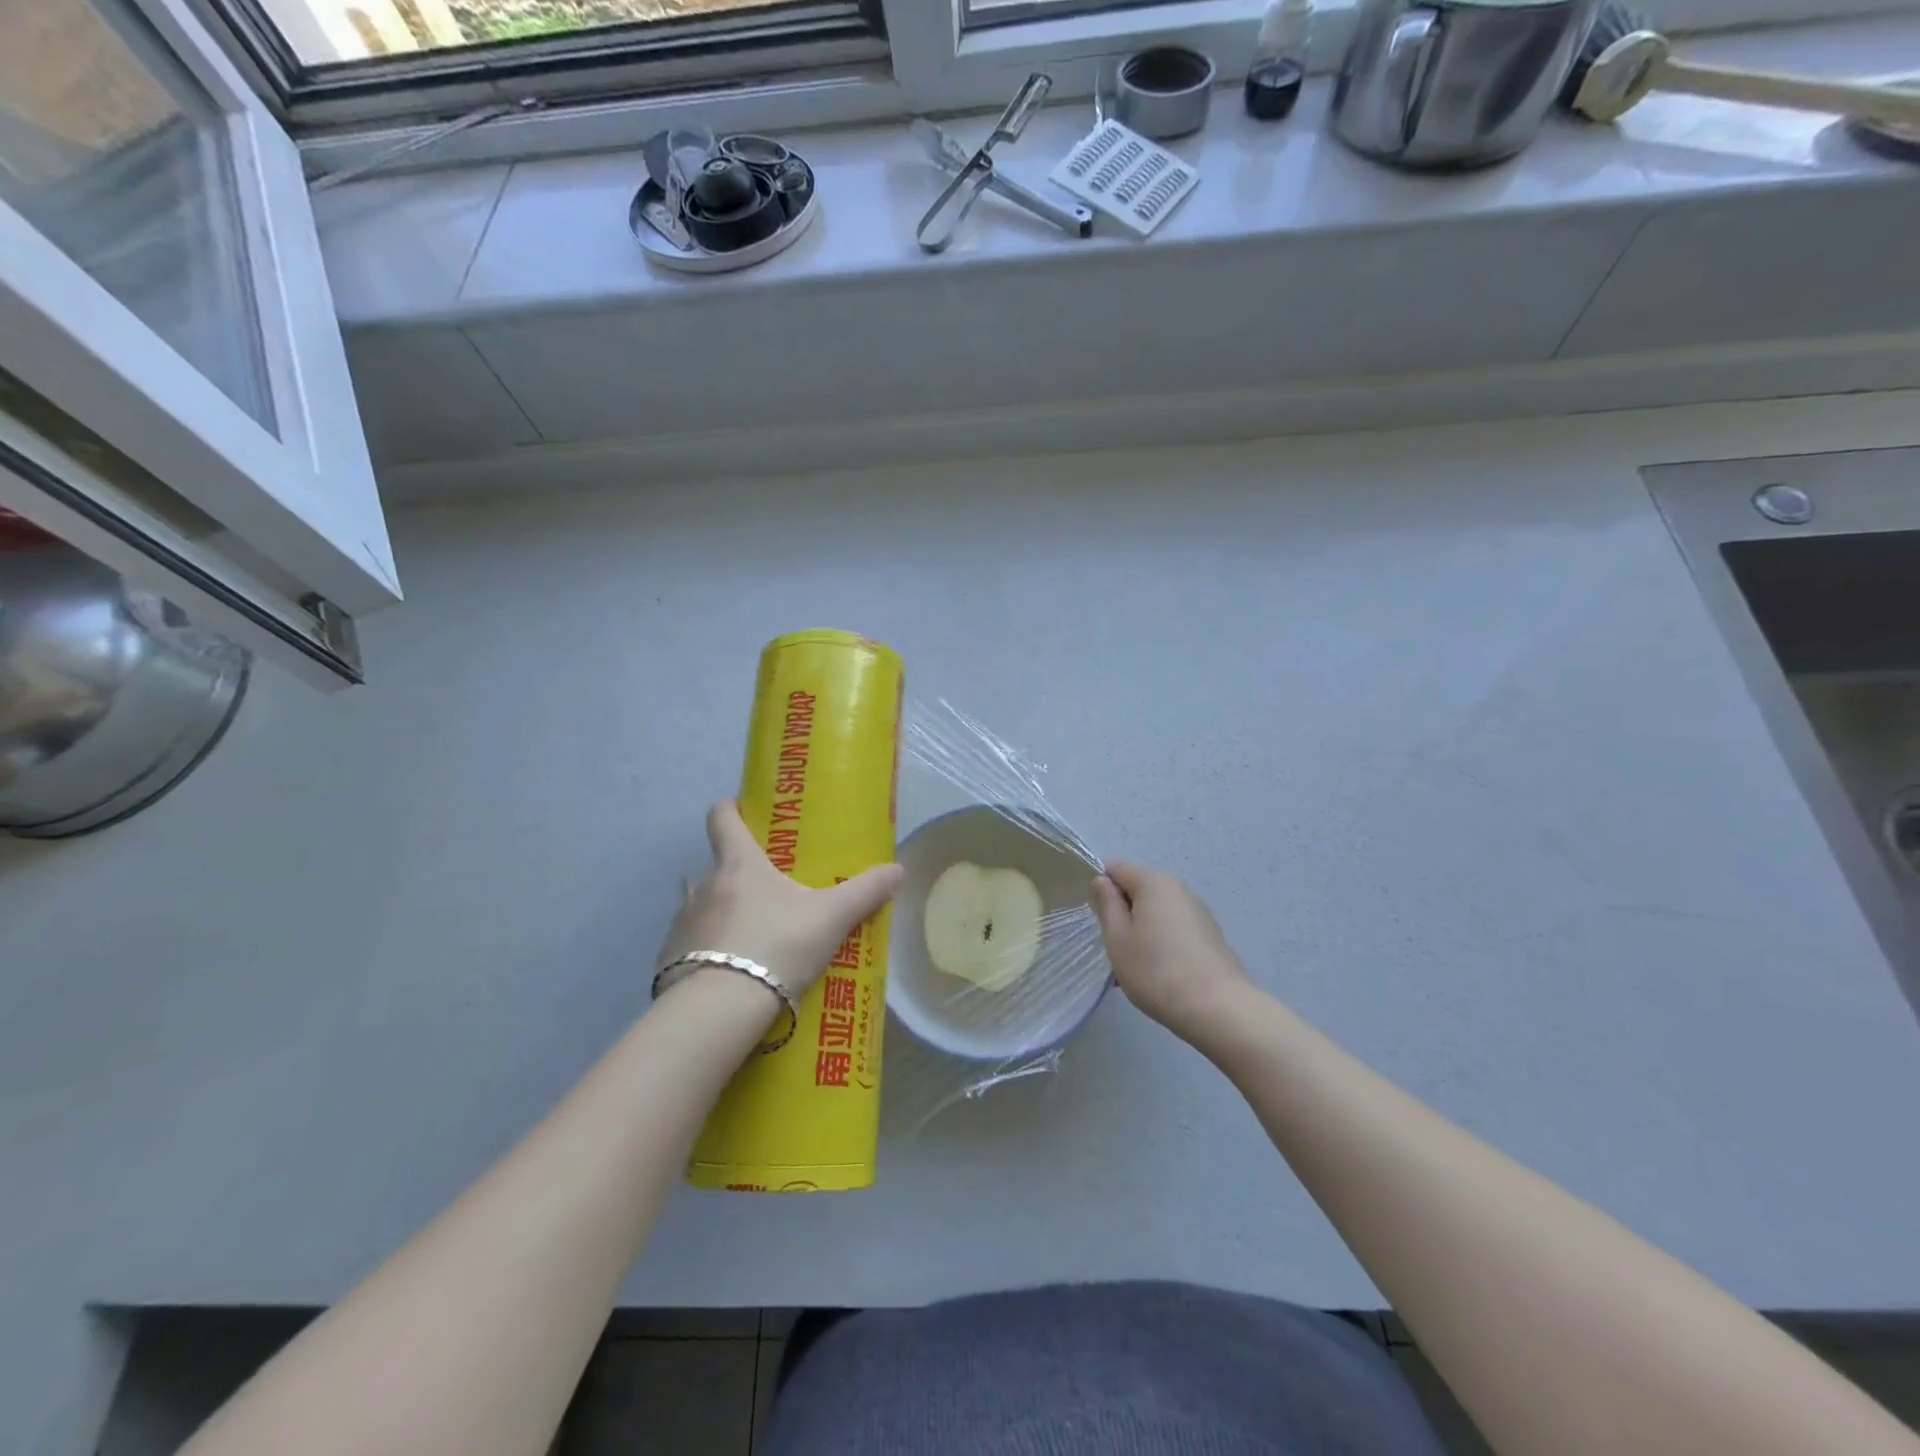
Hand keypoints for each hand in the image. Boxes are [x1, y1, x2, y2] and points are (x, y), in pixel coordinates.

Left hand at [657, 802, 903, 998]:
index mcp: (739, 864)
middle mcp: (703, 885)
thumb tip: (899, 869)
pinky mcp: (668, 960)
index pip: (722, 819)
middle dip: (737, 873)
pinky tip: (728, 972)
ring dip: (719, 913)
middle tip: (767, 890)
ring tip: (748, 934)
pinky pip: (689, 946)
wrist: (721, 1008)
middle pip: (714, 865)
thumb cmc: (777, 945)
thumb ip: (865, 892)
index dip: (729, 810)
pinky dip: (707, 951)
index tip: (741, 811)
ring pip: (700, 906)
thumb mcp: (831, 918)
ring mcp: (682, 923)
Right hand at [1090, 861, 1255, 1041]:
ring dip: (1141, 932)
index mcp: (1154, 882)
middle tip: (1115, 948)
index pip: (1116, 869)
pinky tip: (1159, 975)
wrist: (1218, 1009)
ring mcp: (1198, 912)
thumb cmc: (1156, 970)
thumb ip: (1107, 904)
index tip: (1098, 920)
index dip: (1101, 890)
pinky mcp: (1210, 936)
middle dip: (1123, 914)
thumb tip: (1102, 881)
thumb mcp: (1117, 938)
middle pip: (1138, 890)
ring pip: (1156, 913)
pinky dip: (1161, 944)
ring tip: (1135, 969)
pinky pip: (1174, 930)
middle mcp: (1179, 889)